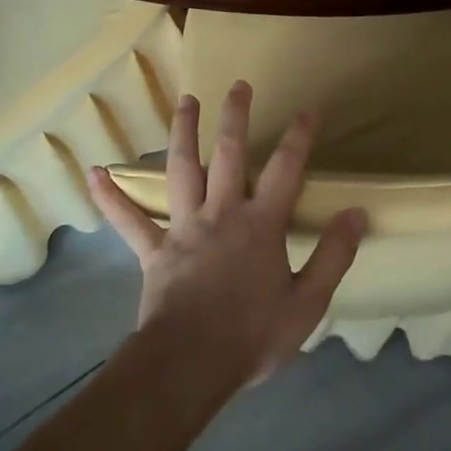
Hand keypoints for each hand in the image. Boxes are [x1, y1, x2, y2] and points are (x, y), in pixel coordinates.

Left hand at [90, 82, 364, 387]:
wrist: (190, 365)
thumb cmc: (252, 335)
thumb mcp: (308, 302)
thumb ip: (334, 255)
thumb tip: (357, 213)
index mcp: (261, 224)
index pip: (285, 169)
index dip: (298, 137)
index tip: (307, 110)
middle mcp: (222, 213)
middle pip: (228, 154)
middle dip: (235, 117)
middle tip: (238, 85)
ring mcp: (184, 228)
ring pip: (182, 170)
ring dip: (183, 133)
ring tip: (186, 102)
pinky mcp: (154, 250)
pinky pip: (130, 220)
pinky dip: (111, 197)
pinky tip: (94, 173)